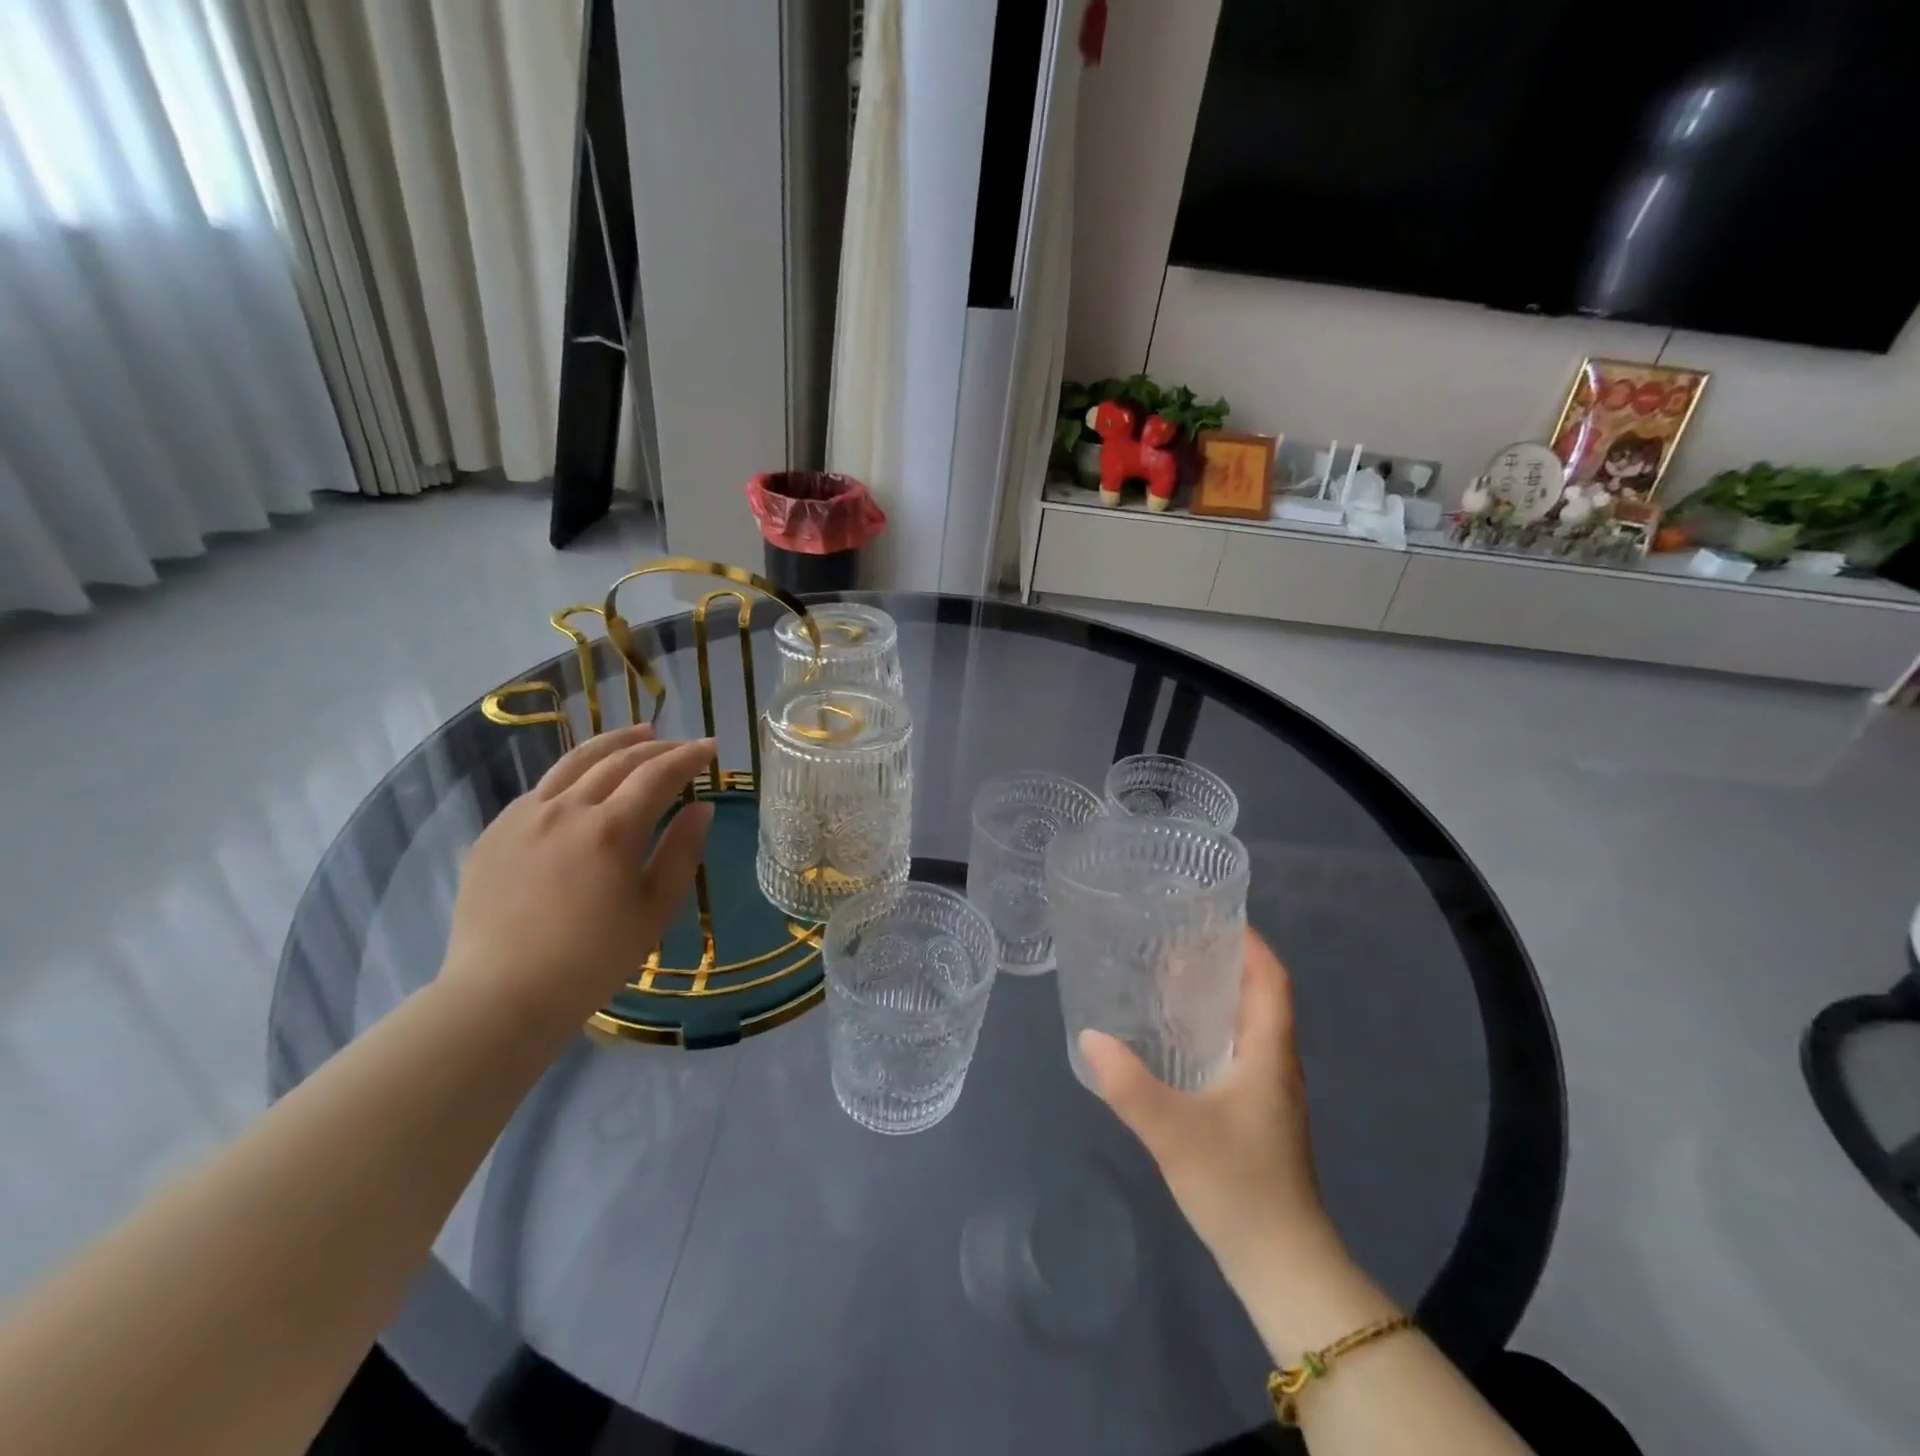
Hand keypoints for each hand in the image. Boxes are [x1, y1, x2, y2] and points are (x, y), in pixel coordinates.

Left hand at [440, 725, 714, 1037]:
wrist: (502, 996)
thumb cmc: (593, 960)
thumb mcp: (655, 910)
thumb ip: (682, 852)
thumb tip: (702, 808)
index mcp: (611, 828)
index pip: (658, 774)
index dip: (689, 756)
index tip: (711, 747)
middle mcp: (566, 808)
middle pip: (617, 759)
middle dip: (655, 745)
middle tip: (680, 744)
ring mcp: (523, 817)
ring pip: (573, 762)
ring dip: (612, 743)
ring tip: (637, 734)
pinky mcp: (494, 833)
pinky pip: (540, 789)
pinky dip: (573, 774)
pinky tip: (583, 784)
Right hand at [1079, 927, 1337, 1293]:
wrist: (1282, 1264)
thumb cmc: (1239, 1186)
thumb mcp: (1174, 1131)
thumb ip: (1128, 1084)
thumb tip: (1089, 1035)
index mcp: (1269, 1052)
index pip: (1272, 978)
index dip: (1250, 942)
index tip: (1213, 914)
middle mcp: (1276, 1062)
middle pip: (1260, 994)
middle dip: (1225, 960)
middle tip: (1175, 939)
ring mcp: (1270, 1090)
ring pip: (1248, 1023)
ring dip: (1218, 994)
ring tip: (1168, 976)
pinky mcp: (1257, 1113)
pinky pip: (1239, 1050)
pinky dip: (1212, 1028)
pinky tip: (1174, 1038)